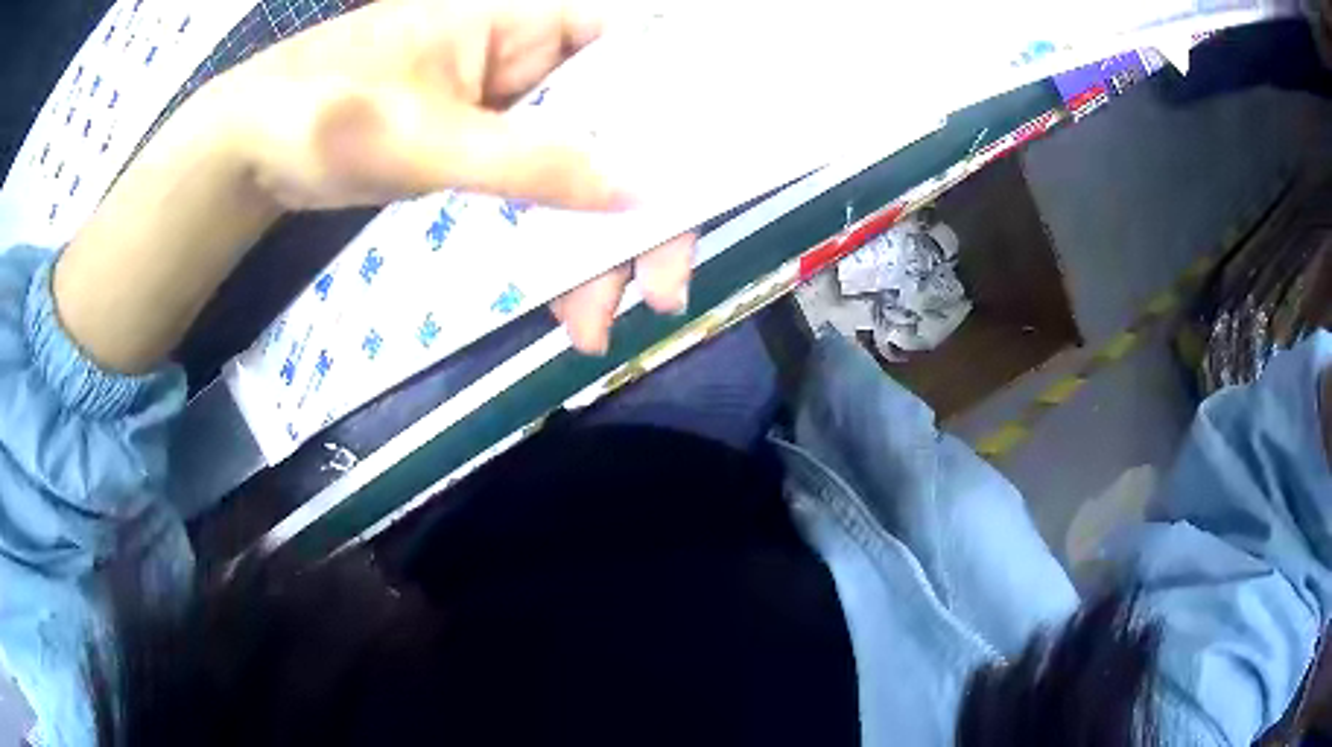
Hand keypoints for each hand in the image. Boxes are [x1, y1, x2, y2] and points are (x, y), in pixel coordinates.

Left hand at [224, 0, 694, 353]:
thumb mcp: (421, 137)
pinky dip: (548, 243)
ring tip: (595, 322)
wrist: (247, 149)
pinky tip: (560, 299)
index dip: (679, 112)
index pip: (633, 53)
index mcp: (522, 21)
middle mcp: (527, 57)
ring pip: (577, 168)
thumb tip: (634, 192)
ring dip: (592, 244)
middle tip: (660, 288)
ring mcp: (503, 107)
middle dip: (638, 207)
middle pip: (614, 124)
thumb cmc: (319, 112)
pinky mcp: (477, 149)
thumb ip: (526, 162)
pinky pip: (534, 191)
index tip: (705, 186)